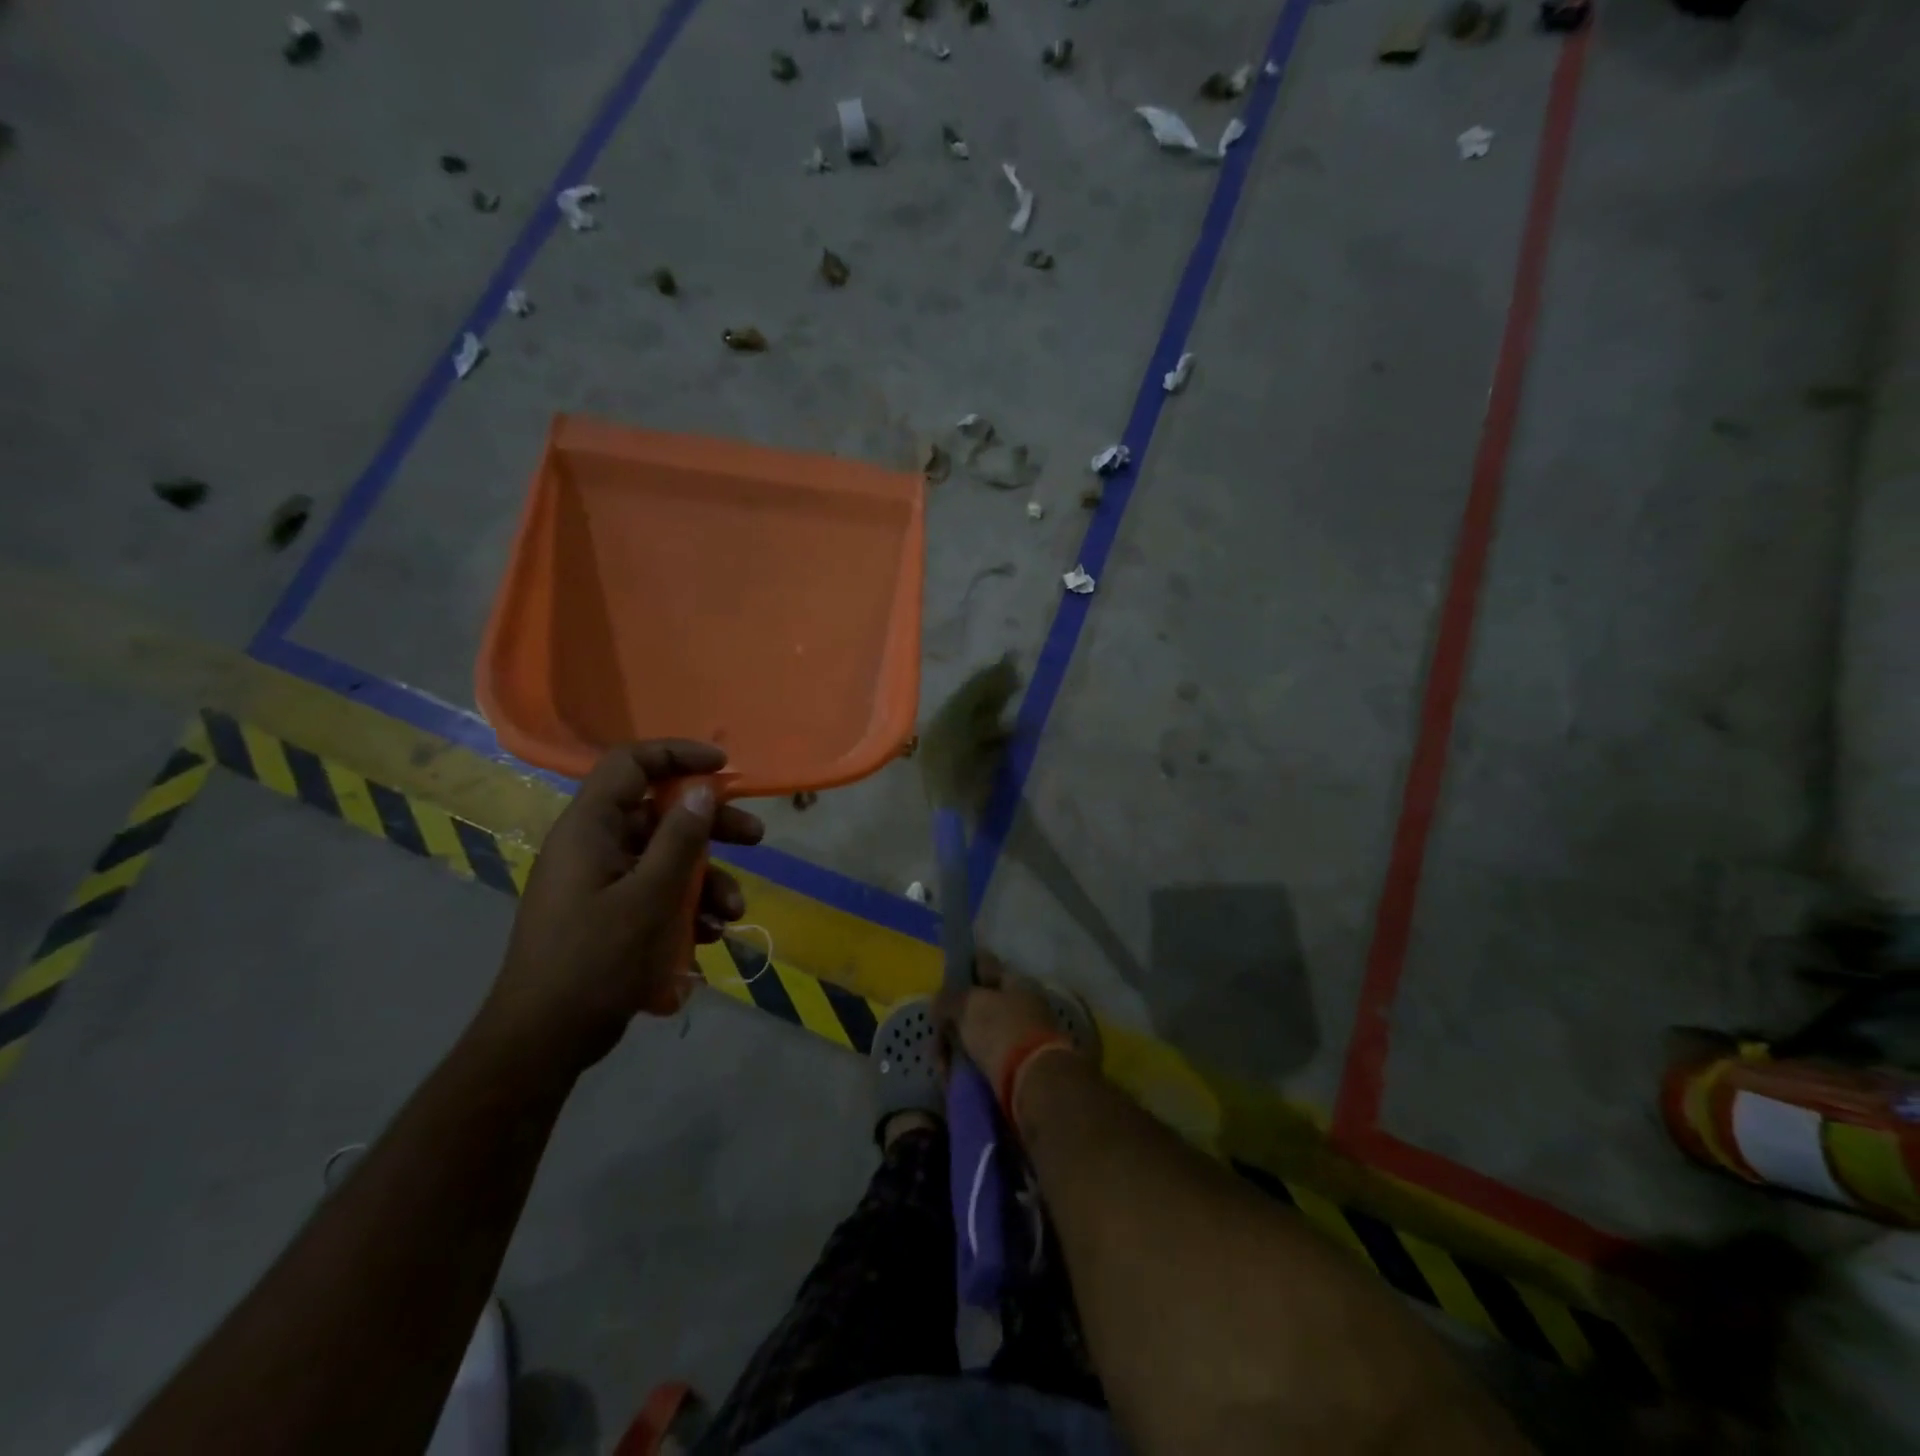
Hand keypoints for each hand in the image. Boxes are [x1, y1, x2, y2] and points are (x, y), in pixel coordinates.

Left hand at [481, 741, 764, 1073]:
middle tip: (755, 837)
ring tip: (733, 913)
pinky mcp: (609, 914)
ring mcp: (601, 882)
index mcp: (589, 829)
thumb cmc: (595, 961)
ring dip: (706, 880)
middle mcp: (594, 846)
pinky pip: (656, 893)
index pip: (630, 764)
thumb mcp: (650, 897)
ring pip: (665, 859)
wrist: (543, 1042)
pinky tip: (710, 936)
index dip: (677, 755)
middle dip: (711, 827)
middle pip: (659, 814)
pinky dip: (686, 907)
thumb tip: (702, 788)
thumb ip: (680, 839)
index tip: (723, 767)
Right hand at [935, 954, 1079, 1089]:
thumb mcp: (969, 1006)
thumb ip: (949, 998)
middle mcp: (1023, 1005)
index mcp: (1017, 982)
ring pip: (982, 1033)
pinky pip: (986, 1059)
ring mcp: (1023, 1036)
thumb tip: (938, 1001)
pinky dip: (969, 1064)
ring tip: (942, 1059)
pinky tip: (954, 1072)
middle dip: (957, 1014)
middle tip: (936, 1026)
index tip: (947, 971)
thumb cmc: (1002, 1031)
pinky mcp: (1019, 1067)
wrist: (1035, 1083)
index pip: (986, 964)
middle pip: (982, 1002)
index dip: (966, 965)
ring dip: (960, 1043)